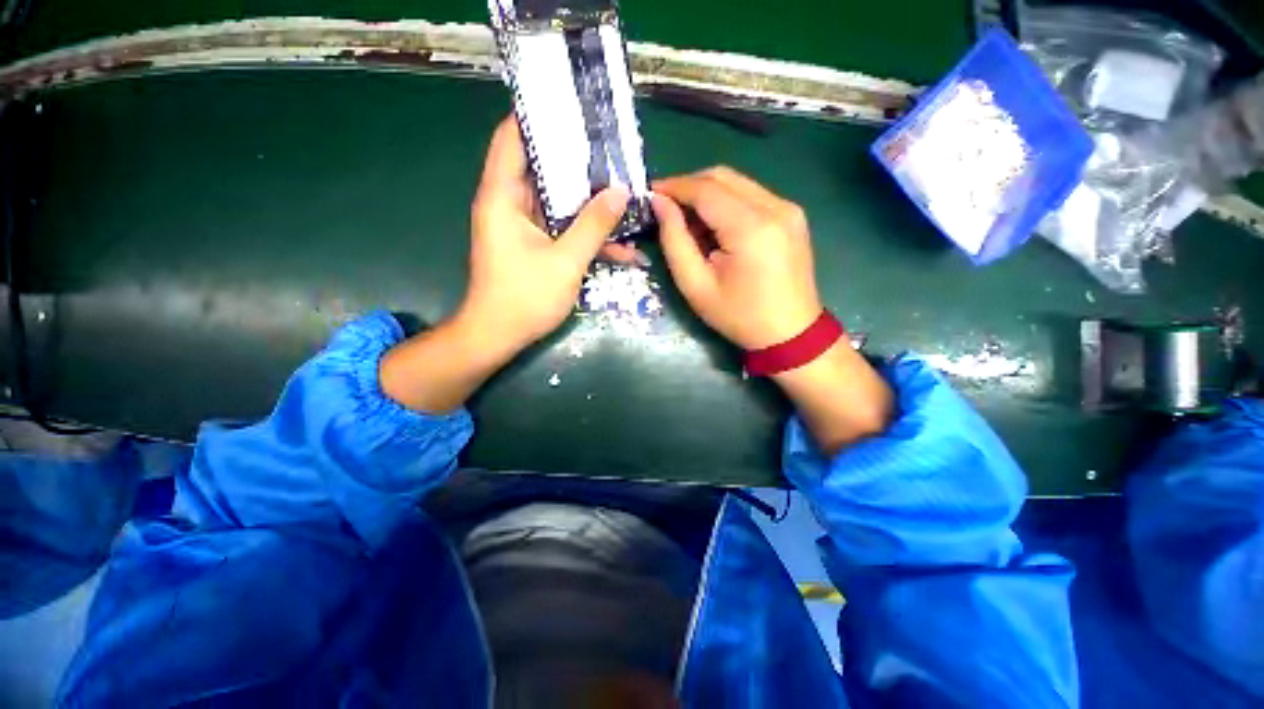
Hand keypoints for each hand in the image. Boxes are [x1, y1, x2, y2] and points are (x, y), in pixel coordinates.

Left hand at [380, 117, 626, 413]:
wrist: (499, 336)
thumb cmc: (525, 298)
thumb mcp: (566, 261)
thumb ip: (593, 225)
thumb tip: (620, 192)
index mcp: (503, 197)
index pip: (513, 138)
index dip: (539, 118)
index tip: (574, 108)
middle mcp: (509, 204)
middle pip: (542, 167)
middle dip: (578, 161)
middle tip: (614, 151)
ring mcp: (523, 226)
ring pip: (557, 201)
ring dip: (589, 201)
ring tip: (625, 192)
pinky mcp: (534, 245)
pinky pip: (562, 228)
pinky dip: (585, 232)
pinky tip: (619, 243)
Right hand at [652, 167, 822, 349]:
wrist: (790, 333)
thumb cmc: (739, 316)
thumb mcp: (696, 285)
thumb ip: (674, 240)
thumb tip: (659, 203)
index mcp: (751, 228)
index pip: (705, 189)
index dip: (674, 186)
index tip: (650, 193)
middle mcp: (775, 207)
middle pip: (723, 176)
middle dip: (689, 186)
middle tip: (667, 207)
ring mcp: (789, 208)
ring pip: (738, 183)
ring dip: (708, 194)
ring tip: (690, 222)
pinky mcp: (793, 215)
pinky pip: (752, 195)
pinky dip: (727, 202)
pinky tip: (716, 227)